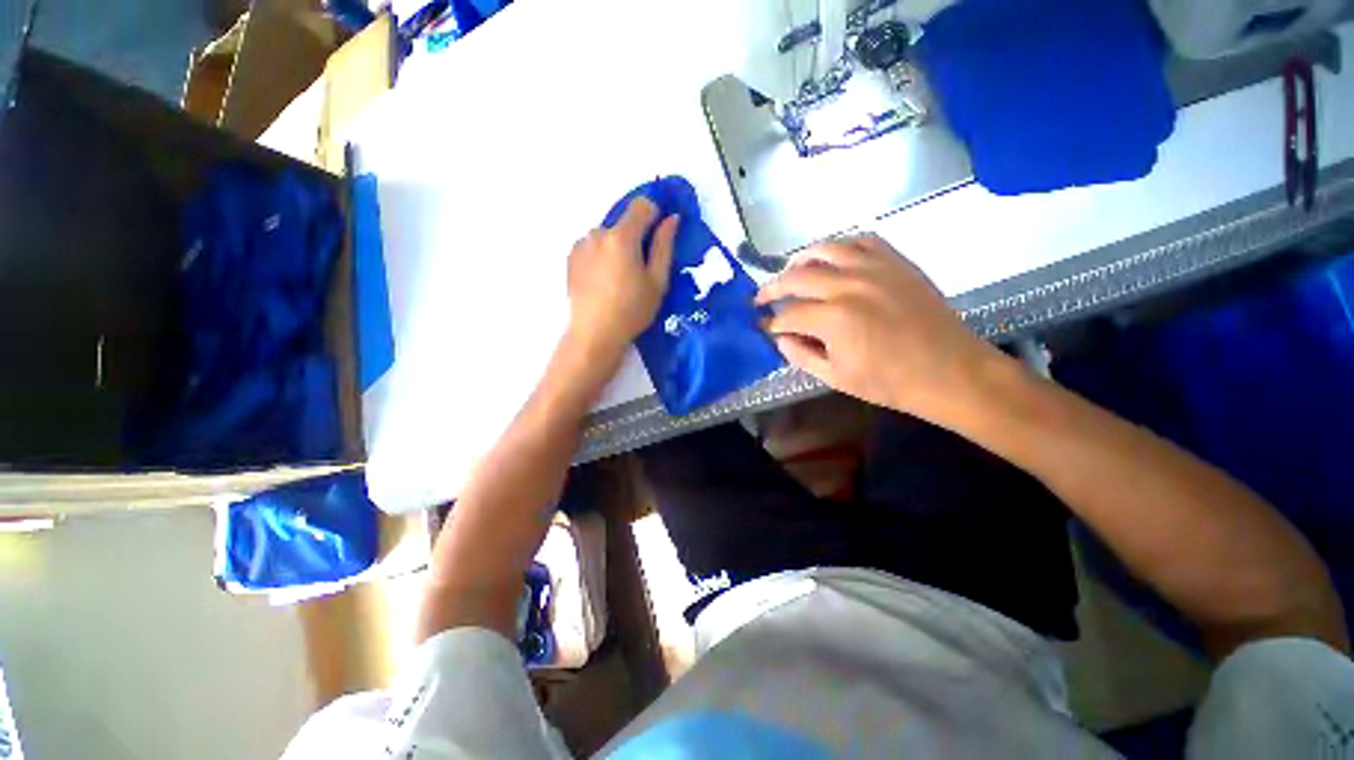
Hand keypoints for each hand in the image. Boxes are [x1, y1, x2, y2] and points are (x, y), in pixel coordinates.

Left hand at [566, 198, 677, 363]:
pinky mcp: (571, 258)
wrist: (594, 335)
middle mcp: (598, 233)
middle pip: (623, 223)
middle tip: (640, 270)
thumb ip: (664, 246)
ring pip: (607, 236)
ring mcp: (581, 245)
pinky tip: (604, 282)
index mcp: (621, 237)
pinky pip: (593, 247)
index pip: (642, 205)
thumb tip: (672, 218)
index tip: (659, 238)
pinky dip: (602, 256)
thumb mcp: (657, 282)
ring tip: (620, 279)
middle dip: (635, 237)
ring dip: (617, 247)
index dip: (655, 215)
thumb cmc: (632, 310)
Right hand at [755, 234, 1007, 424]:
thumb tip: (779, 338)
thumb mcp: (836, 378)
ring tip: (790, 272)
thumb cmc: (890, 382)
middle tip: (760, 298)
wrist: (949, 371)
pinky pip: (861, 241)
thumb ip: (801, 356)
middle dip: (772, 288)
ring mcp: (875, 268)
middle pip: (797, 277)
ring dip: (800, 260)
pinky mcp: (896, 262)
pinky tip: (832, 258)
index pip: (788, 315)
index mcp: (833, 319)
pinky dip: (840, 246)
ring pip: (825, 249)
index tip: (762, 327)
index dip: (771, 323)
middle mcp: (849, 285)